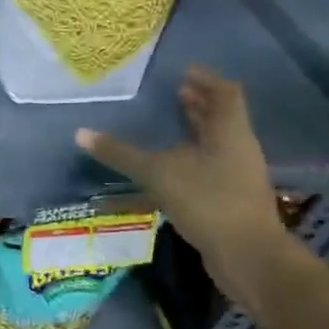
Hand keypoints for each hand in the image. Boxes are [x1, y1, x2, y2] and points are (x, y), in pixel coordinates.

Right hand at [75, 67, 286, 299]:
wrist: (248, 258)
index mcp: (229, 133)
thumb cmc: (208, 202)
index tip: (182, 70)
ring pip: (216, 142)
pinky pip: (211, 166)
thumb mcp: (157, 173)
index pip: (225, 93)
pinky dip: (191, 157)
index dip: (206, 79)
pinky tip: (168, 164)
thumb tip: (80, 133)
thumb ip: (120, 153)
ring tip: (168, 124)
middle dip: (199, 103)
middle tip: (173, 91)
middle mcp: (238, 149)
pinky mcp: (232, 199)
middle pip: (222, 117)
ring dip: (195, 130)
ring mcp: (238, 175)